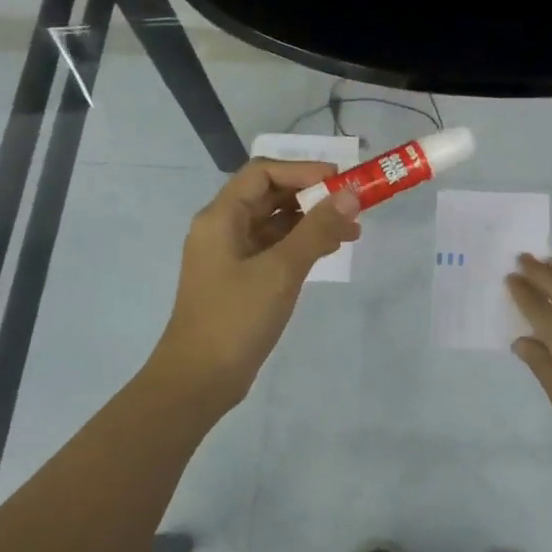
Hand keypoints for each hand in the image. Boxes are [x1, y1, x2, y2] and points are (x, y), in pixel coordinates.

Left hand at [147, 159, 361, 415]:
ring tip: (352, 231)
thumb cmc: (236, 318)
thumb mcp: (281, 269)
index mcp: (221, 216)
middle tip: (353, 206)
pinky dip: (302, 244)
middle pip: (271, 195)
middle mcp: (223, 228)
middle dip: (313, 197)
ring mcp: (231, 255)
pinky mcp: (241, 279)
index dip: (303, 171)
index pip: (264, 172)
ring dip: (312, 221)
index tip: (342, 182)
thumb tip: (351, 194)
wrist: (199, 380)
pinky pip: (275, 248)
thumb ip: (317, 228)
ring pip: (276, 223)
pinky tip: (330, 250)